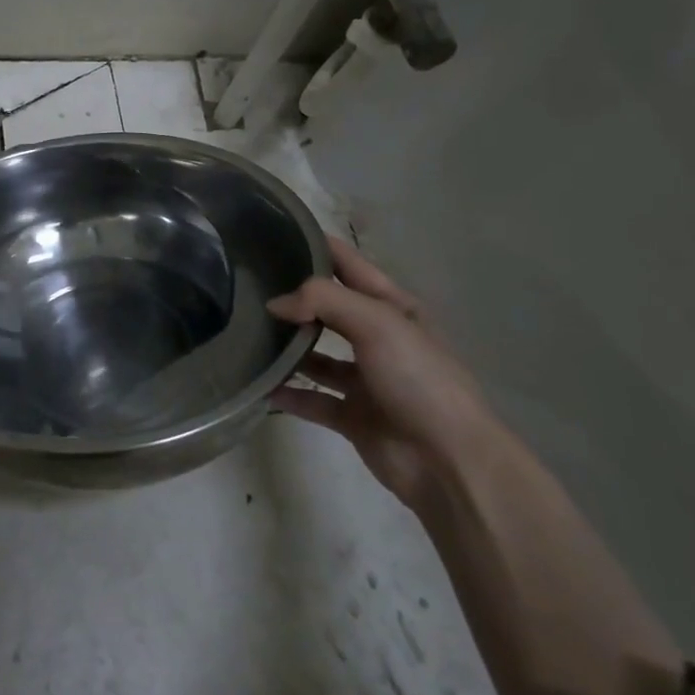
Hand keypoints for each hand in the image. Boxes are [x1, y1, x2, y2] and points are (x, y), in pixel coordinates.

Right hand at [267, 235, 490, 507]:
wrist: (448, 461)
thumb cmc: (418, 378)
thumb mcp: (376, 322)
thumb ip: (322, 300)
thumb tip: (275, 303)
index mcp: (392, 307)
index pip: (347, 263)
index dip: (315, 245)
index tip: (272, 233)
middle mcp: (378, 338)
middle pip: (328, 308)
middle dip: (293, 297)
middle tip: (246, 285)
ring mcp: (365, 378)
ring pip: (316, 354)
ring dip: (287, 347)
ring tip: (247, 334)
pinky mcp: (352, 415)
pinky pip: (312, 398)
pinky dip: (289, 393)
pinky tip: (260, 385)